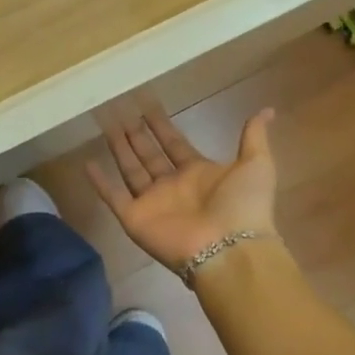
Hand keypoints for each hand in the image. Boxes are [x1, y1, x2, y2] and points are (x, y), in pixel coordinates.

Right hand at [88, 106, 277, 272]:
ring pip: (130, 170)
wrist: (230, 248)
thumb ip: (253, 137)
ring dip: (118, 149)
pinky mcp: (135, 218)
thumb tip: (267, 109)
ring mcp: (152, 202)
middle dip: (136, 134)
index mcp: (198, 173)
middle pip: (149, 155)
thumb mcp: (257, 164)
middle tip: (120, 111)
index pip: (174, 144)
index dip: (161, 126)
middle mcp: (172, 186)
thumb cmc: (243, 205)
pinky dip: (100, 183)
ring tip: (105, 126)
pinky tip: (87, 164)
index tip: (147, 106)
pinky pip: (113, 197)